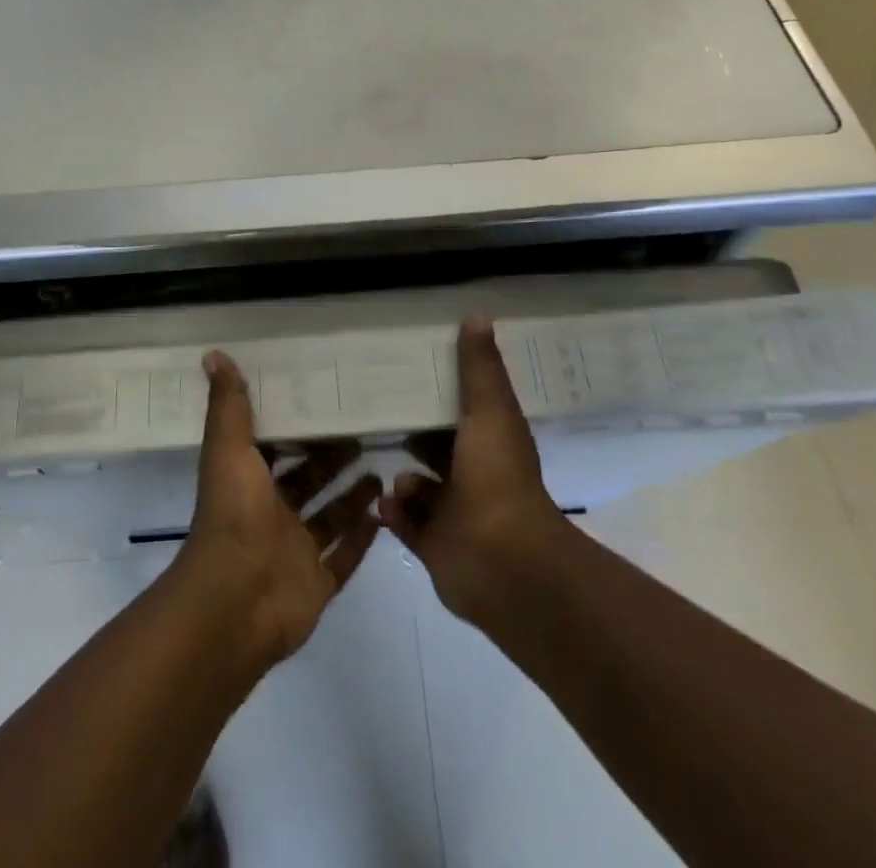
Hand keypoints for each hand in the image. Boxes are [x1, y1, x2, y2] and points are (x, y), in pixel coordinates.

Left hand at [173, 350, 380, 670]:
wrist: (236, 601)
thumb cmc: (233, 516)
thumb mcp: (228, 450)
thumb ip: (228, 406)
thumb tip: (214, 354)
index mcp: (249, 484)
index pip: (274, 449)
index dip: (295, 427)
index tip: (323, 401)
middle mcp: (271, 517)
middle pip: (307, 482)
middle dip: (331, 459)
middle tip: (364, 432)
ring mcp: (295, 553)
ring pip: (329, 518)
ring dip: (352, 496)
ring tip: (381, 468)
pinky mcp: (317, 584)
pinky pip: (345, 558)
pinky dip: (363, 538)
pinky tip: (385, 513)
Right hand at [378, 316, 567, 623]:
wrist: (501, 561)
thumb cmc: (497, 477)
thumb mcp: (490, 410)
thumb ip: (480, 367)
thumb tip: (478, 314)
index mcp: (491, 444)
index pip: (464, 411)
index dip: (442, 393)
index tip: (411, 372)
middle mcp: (475, 477)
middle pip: (439, 449)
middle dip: (412, 435)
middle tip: (374, 414)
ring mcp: (455, 514)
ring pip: (420, 488)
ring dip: (402, 478)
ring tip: (383, 466)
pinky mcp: (434, 546)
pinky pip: (406, 522)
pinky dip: (394, 512)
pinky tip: (385, 501)